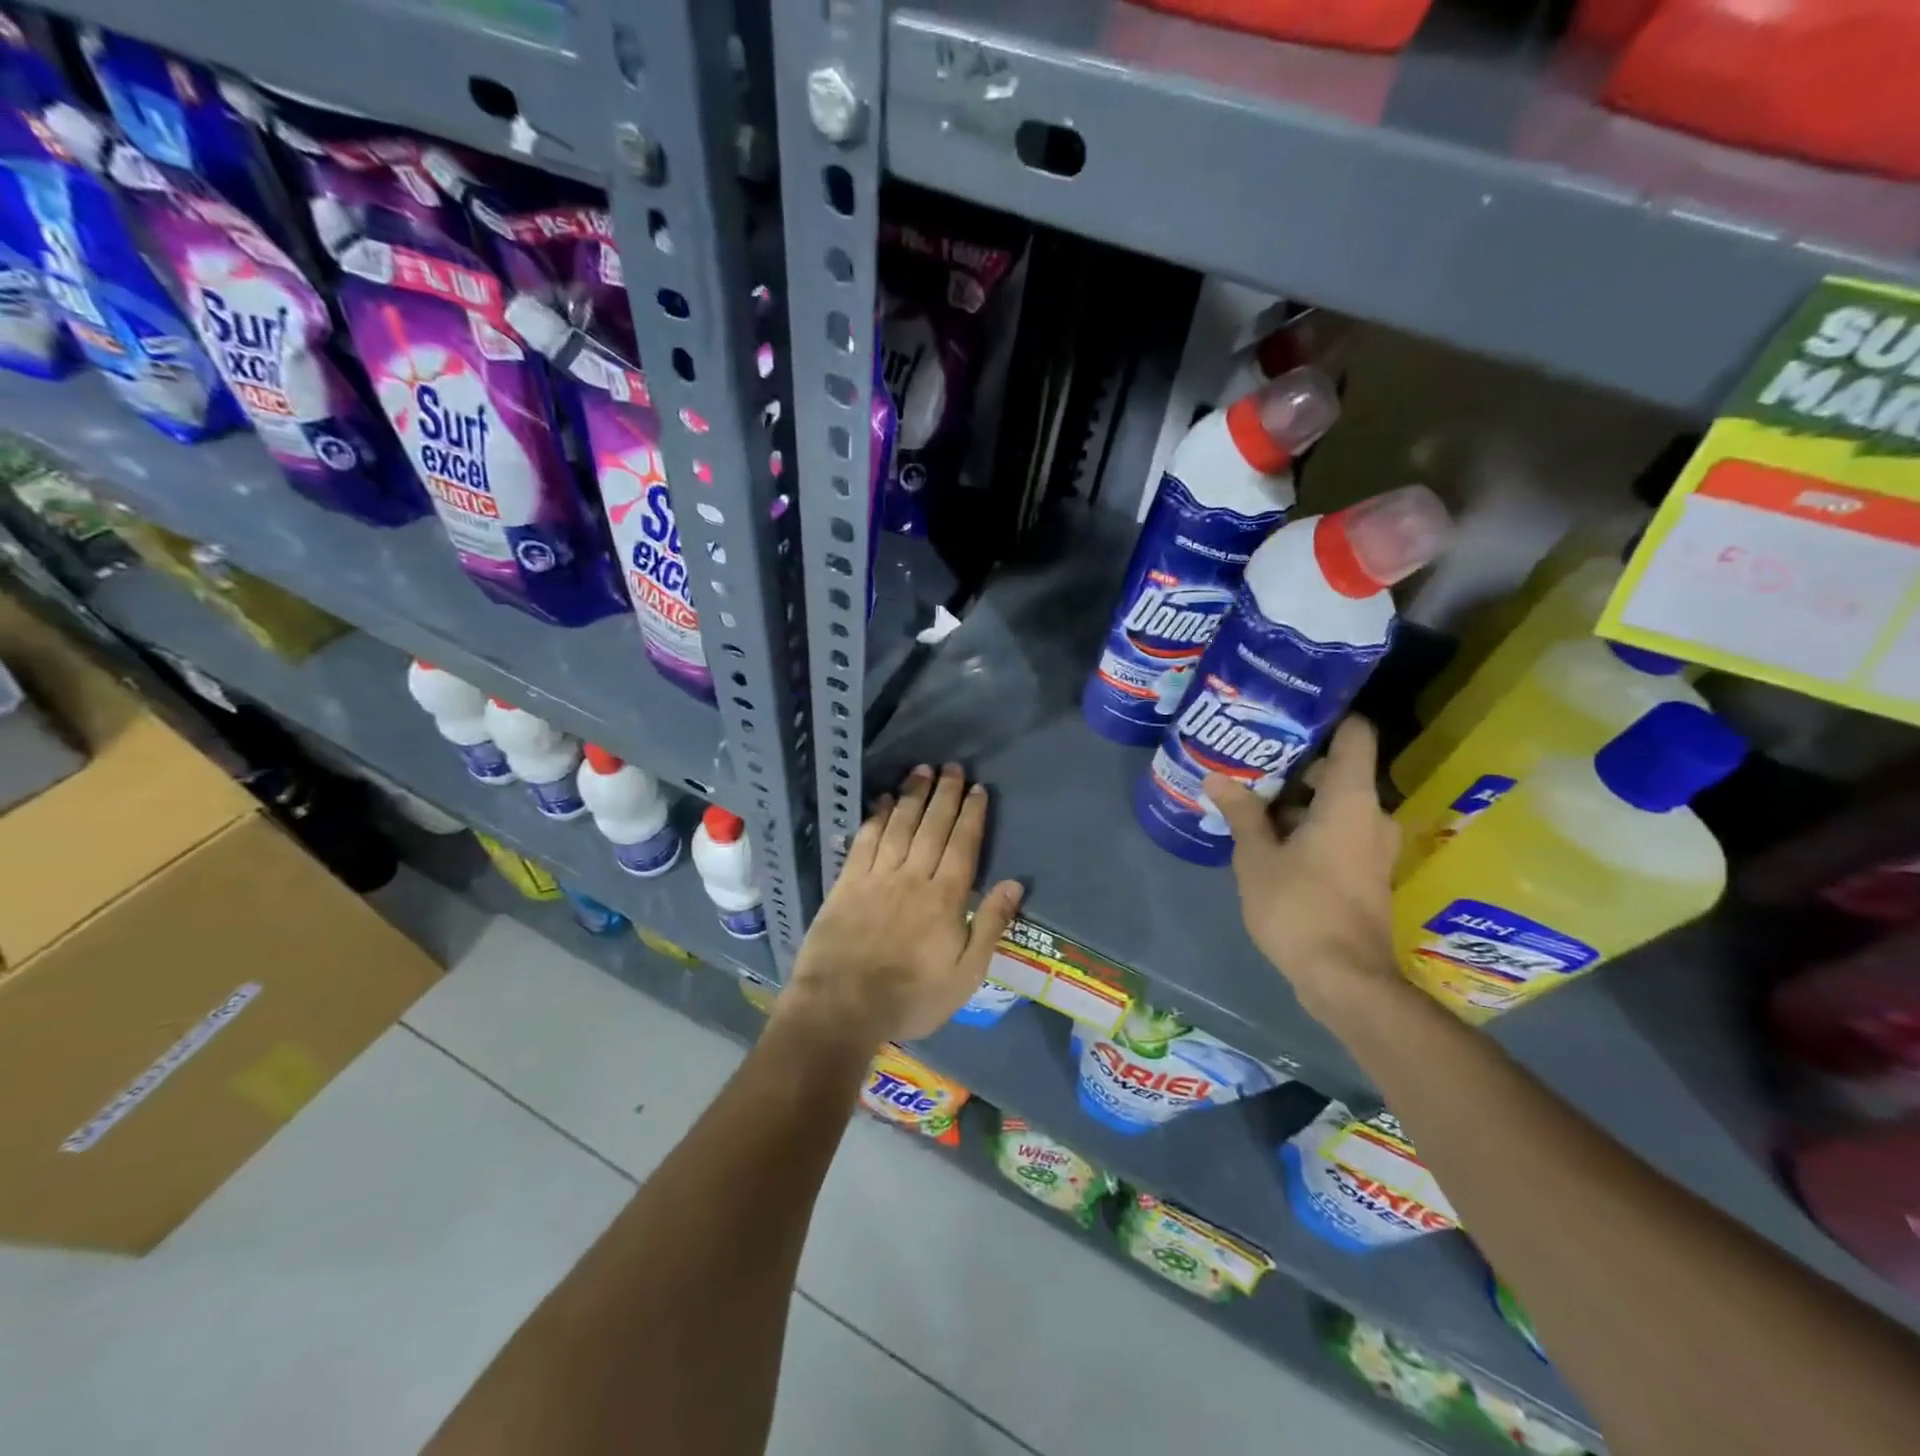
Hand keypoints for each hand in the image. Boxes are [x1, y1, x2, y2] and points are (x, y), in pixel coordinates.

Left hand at [782, 763, 1024, 1043]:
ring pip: (899, 825)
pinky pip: (865, 840)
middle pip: (932, 827)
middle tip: (953, 766)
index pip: (963, 845)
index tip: (977, 789)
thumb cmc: (911, 997)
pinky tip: (884, 800)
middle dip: (945, 794)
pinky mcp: (847, 883)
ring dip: (913, 795)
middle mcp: (912, 877)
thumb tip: (1013, 884)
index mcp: (945, 898)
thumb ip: (990, 926)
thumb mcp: (965, 974)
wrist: (842, 1007)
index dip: (971, 814)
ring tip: (922, 770)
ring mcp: (877, 877)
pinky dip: (877, 817)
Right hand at [1203, 716, 1401, 1024]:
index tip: (1292, 711)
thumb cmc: (1299, 907)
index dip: (1330, 716)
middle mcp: (1372, 816)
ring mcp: (1373, 847)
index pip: (1356, 735)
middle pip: (1339, 771)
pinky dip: (1309, 826)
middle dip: (1296, 765)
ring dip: (1299, 801)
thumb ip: (1241, 813)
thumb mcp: (1256, 858)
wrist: (1344, 978)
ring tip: (1251, 798)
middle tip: (1251, 760)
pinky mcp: (1367, 872)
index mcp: (1350, 801)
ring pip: (1336, 805)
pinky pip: (1339, 831)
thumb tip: (1217, 777)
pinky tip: (1269, 836)